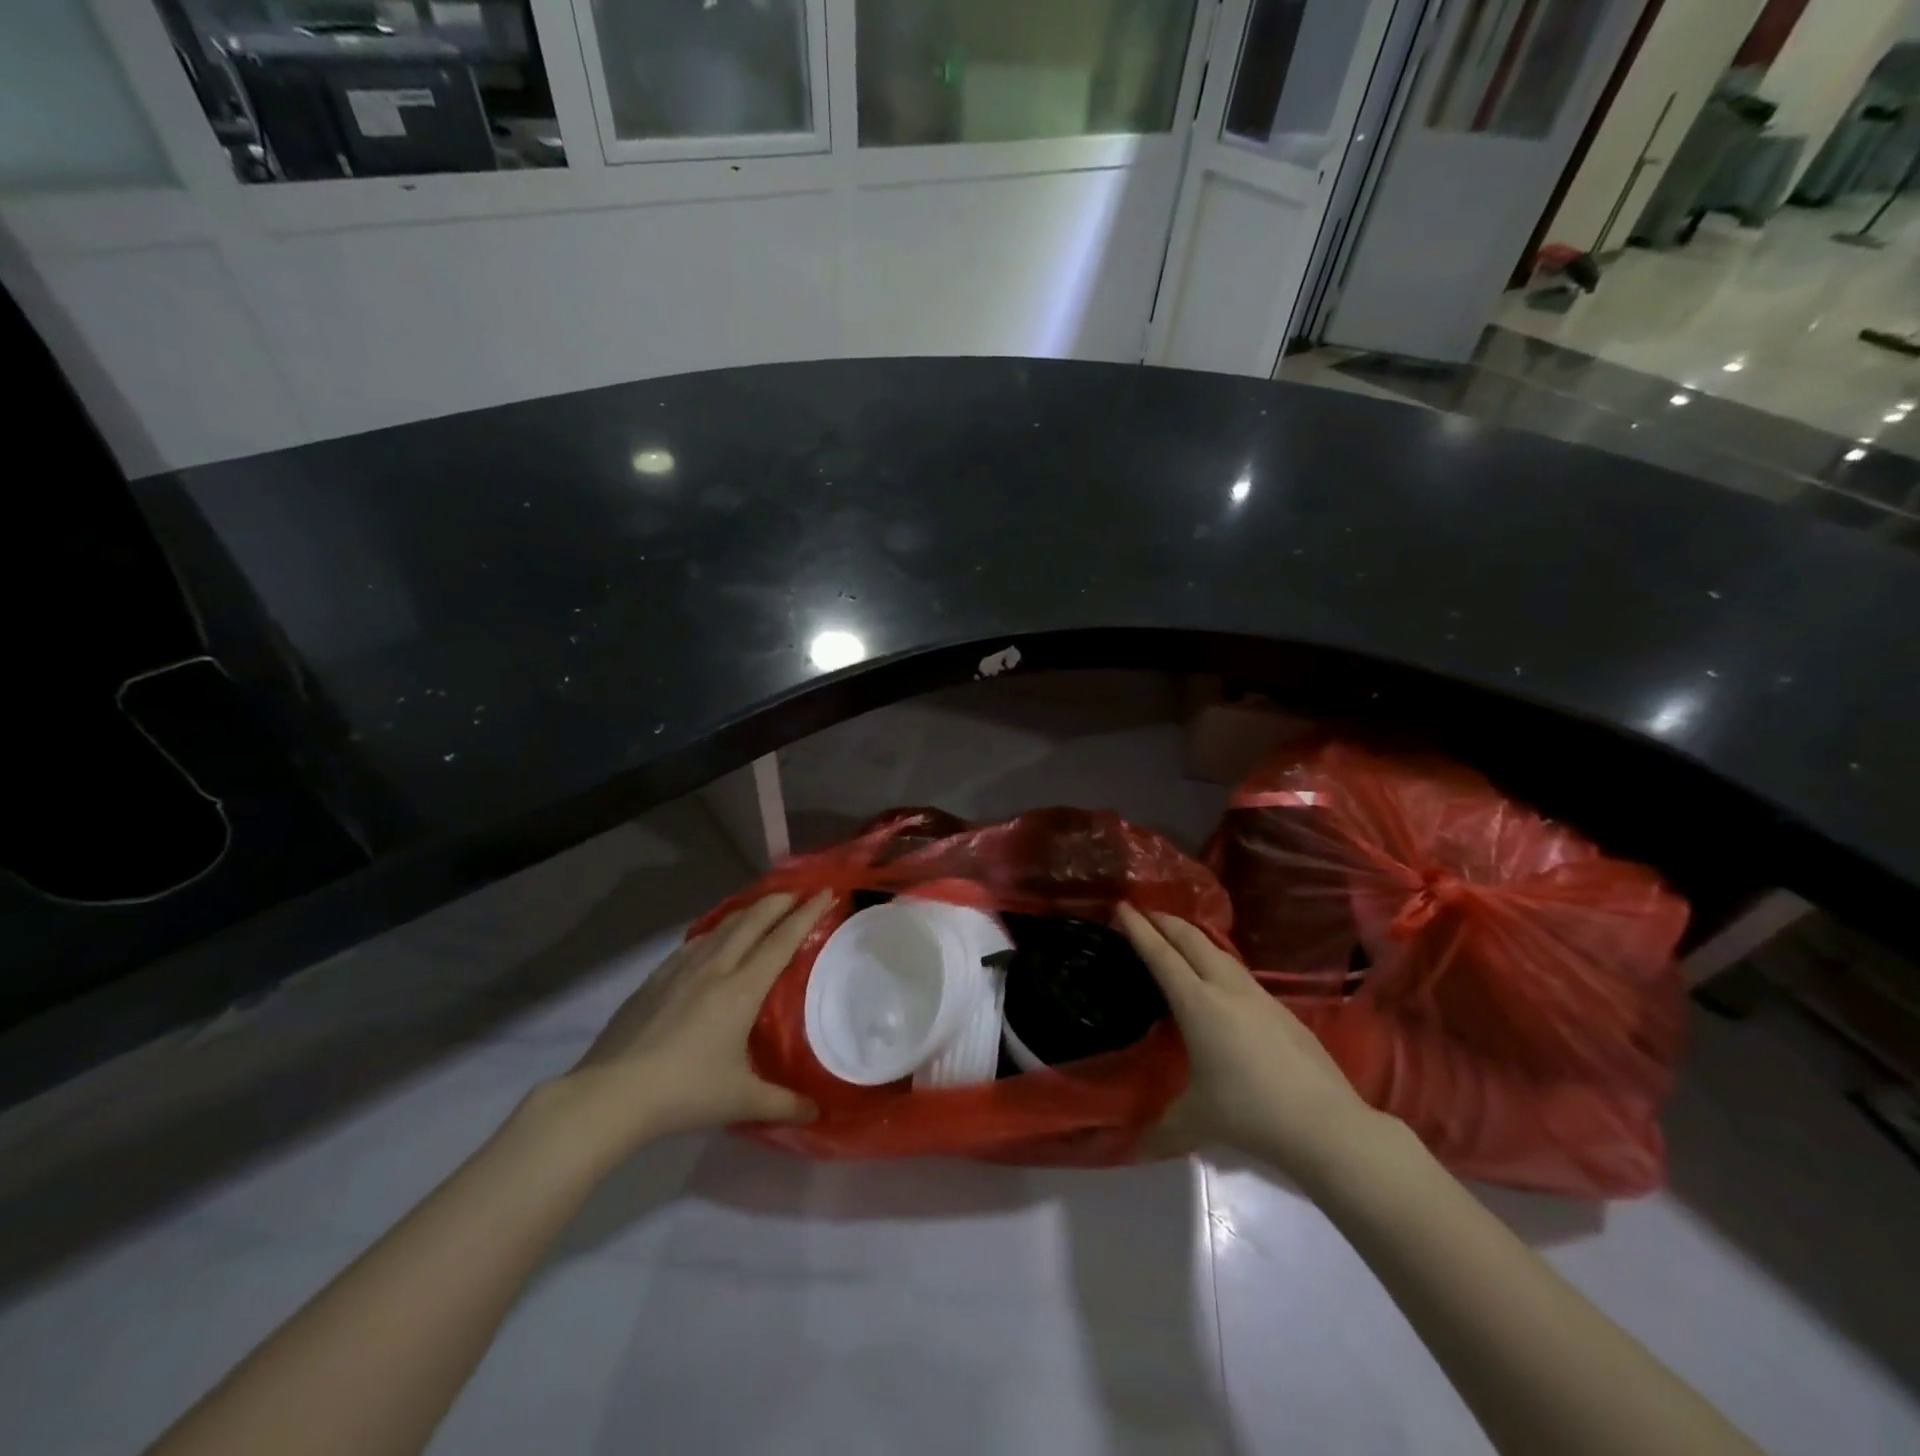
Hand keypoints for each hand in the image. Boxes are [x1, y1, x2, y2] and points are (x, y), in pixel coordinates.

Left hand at [556, 891, 832, 1147]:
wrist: (611, 1094)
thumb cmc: (685, 1093)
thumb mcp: (741, 1101)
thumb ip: (784, 1105)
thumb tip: (817, 1114)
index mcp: (742, 989)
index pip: (782, 940)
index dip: (807, 914)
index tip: (826, 893)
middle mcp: (715, 968)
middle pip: (753, 920)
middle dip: (780, 900)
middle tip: (800, 891)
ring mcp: (681, 969)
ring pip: (723, 926)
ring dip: (749, 911)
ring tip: (763, 908)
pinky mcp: (655, 978)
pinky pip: (696, 942)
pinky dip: (716, 930)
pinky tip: (714, 939)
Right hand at [1116, 904, 1381, 1184]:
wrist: (1326, 1124)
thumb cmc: (1250, 1114)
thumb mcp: (1196, 1120)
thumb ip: (1161, 1127)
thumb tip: (1134, 1146)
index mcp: (1198, 1004)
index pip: (1161, 956)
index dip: (1139, 930)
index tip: (1123, 907)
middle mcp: (1226, 989)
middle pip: (1192, 941)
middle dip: (1167, 922)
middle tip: (1146, 913)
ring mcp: (1259, 997)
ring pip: (1219, 953)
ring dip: (1195, 939)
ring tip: (1180, 938)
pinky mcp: (1282, 1011)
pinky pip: (1239, 973)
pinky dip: (1218, 962)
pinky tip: (1221, 979)